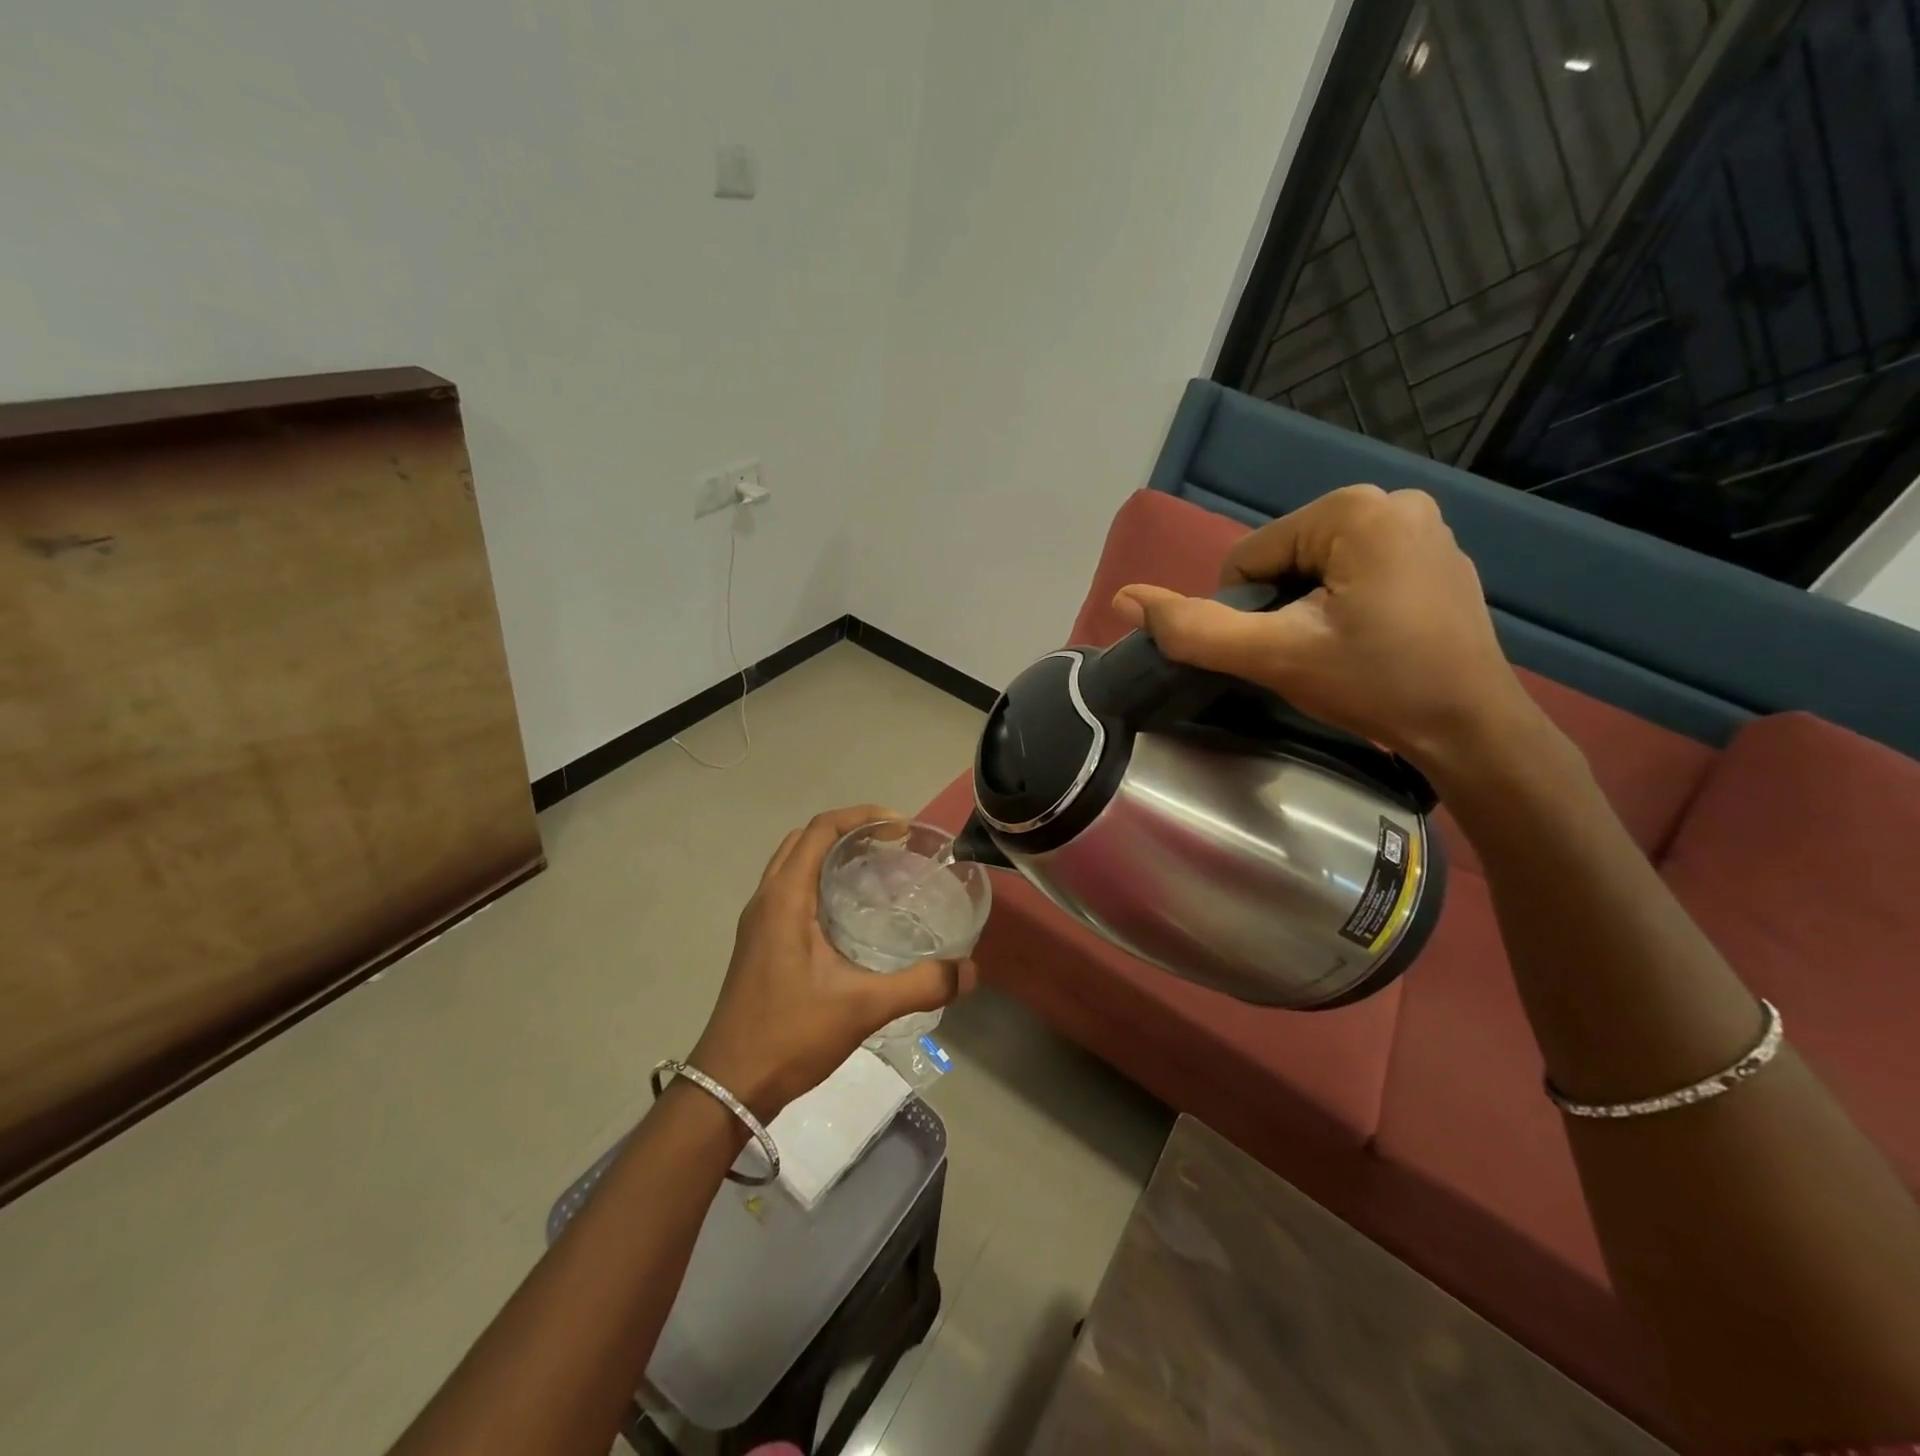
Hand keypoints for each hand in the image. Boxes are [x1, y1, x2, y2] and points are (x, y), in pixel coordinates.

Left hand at [689, 805, 977, 1119]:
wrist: (729, 1086)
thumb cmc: (790, 1035)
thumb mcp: (862, 1008)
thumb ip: (920, 985)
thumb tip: (970, 971)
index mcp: (784, 898)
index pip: (820, 830)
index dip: (860, 817)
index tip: (900, 825)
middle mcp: (765, 900)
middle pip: (804, 840)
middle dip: (847, 830)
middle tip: (891, 844)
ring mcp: (757, 923)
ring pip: (792, 865)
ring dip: (829, 854)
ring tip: (874, 869)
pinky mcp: (758, 944)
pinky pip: (788, 890)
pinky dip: (818, 880)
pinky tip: (849, 912)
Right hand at [1112, 485, 1534, 771]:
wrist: (1472, 730)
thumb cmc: (1375, 684)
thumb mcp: (1274, 656)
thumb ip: (1195, 628)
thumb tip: (1123, 598)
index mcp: (1353, 509)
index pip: (1249, 556)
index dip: (1244, 610)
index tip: (1278, 652)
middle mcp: (1392, 501)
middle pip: (1283, 559)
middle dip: (1277, 609)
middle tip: (1308, 657)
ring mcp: (1421, 527)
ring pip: (1315, 569)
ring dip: (1306, 610)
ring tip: (1337, 653)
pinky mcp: (1434, 557)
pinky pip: (1353, 572)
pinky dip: (1341, 606)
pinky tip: (1365, 643)